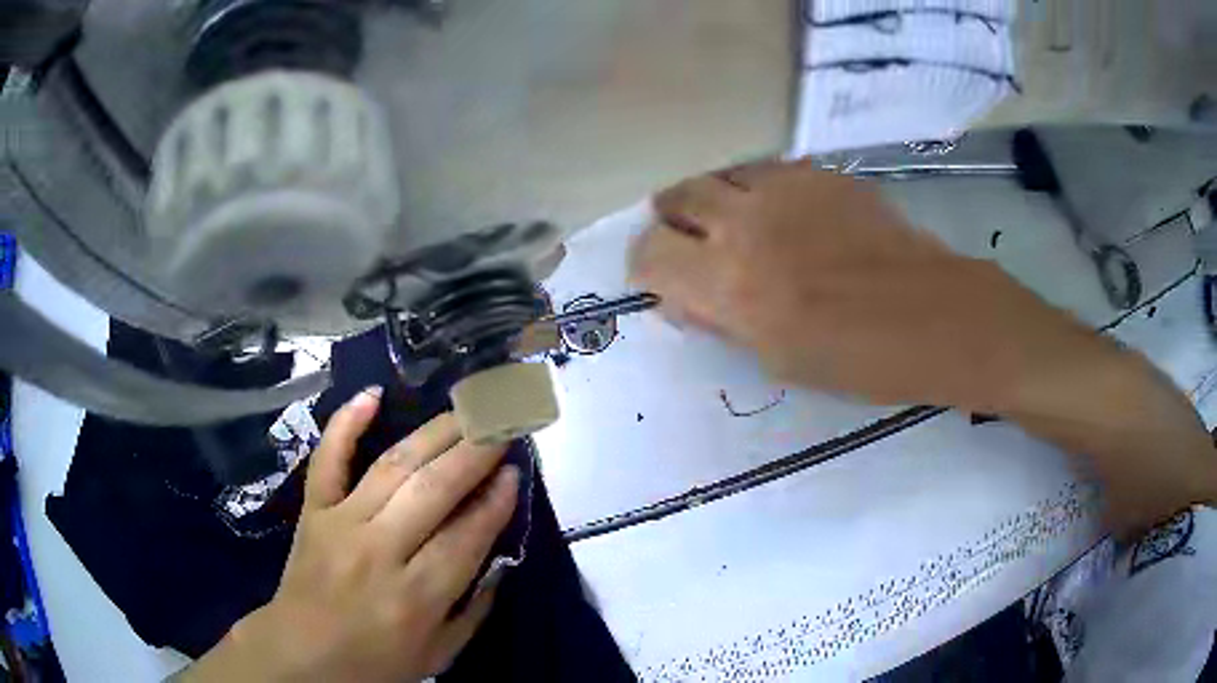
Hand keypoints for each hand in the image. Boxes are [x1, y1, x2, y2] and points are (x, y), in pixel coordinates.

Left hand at [183, 391, 518, 681]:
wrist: (302, 653)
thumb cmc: (376, 661)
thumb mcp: (439, 654)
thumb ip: (475, 609)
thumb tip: (500, 557)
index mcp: (417, 596)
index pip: (468, 535)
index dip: (496, 499)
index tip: (515, 471)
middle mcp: (380, 551)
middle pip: (435, 489)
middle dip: (476, 450)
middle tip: (503, 423)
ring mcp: (341, 523)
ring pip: (393, 466)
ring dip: (435, 433)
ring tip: (466, 410)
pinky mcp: (313, 510)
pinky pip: (328, 459)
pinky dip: (346, 423)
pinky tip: (371, 395)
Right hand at [631, 161, 1216, 531]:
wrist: (943, 318)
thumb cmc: (865, 361)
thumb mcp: (780, 361)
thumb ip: (721, 321)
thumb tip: (680, 299)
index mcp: (732, 286)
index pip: (648, 255)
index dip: (647, 267)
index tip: (665, 281)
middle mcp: (747, 225)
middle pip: (674, 198)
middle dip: (674, 224)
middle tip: (696, 248)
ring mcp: (785, 188)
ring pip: (715, 173)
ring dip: (712, 200)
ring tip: (738, 227)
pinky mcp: (820, 173)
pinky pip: (763, 167)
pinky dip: (755, 187)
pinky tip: (783, 214)